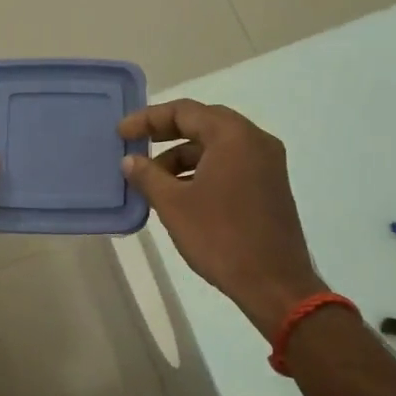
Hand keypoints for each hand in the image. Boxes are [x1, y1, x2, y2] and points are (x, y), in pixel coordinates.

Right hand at [119, 99, 325, 338]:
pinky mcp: (270, 186)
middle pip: (203, 123)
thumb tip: (130, 160)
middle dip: (166, 134)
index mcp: (233, 136)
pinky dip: (203, 170)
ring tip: (154, 180)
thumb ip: (148, 176)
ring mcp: (268, 164)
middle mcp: (255, 141)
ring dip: (184, 156)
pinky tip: (181, 193)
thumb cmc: (220, 238)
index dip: (148, 119)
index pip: (185, 112)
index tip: (122, 133)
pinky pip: (231, 164)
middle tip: (136, 146)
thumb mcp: (174, 205)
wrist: (274, 283)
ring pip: (217, 146)